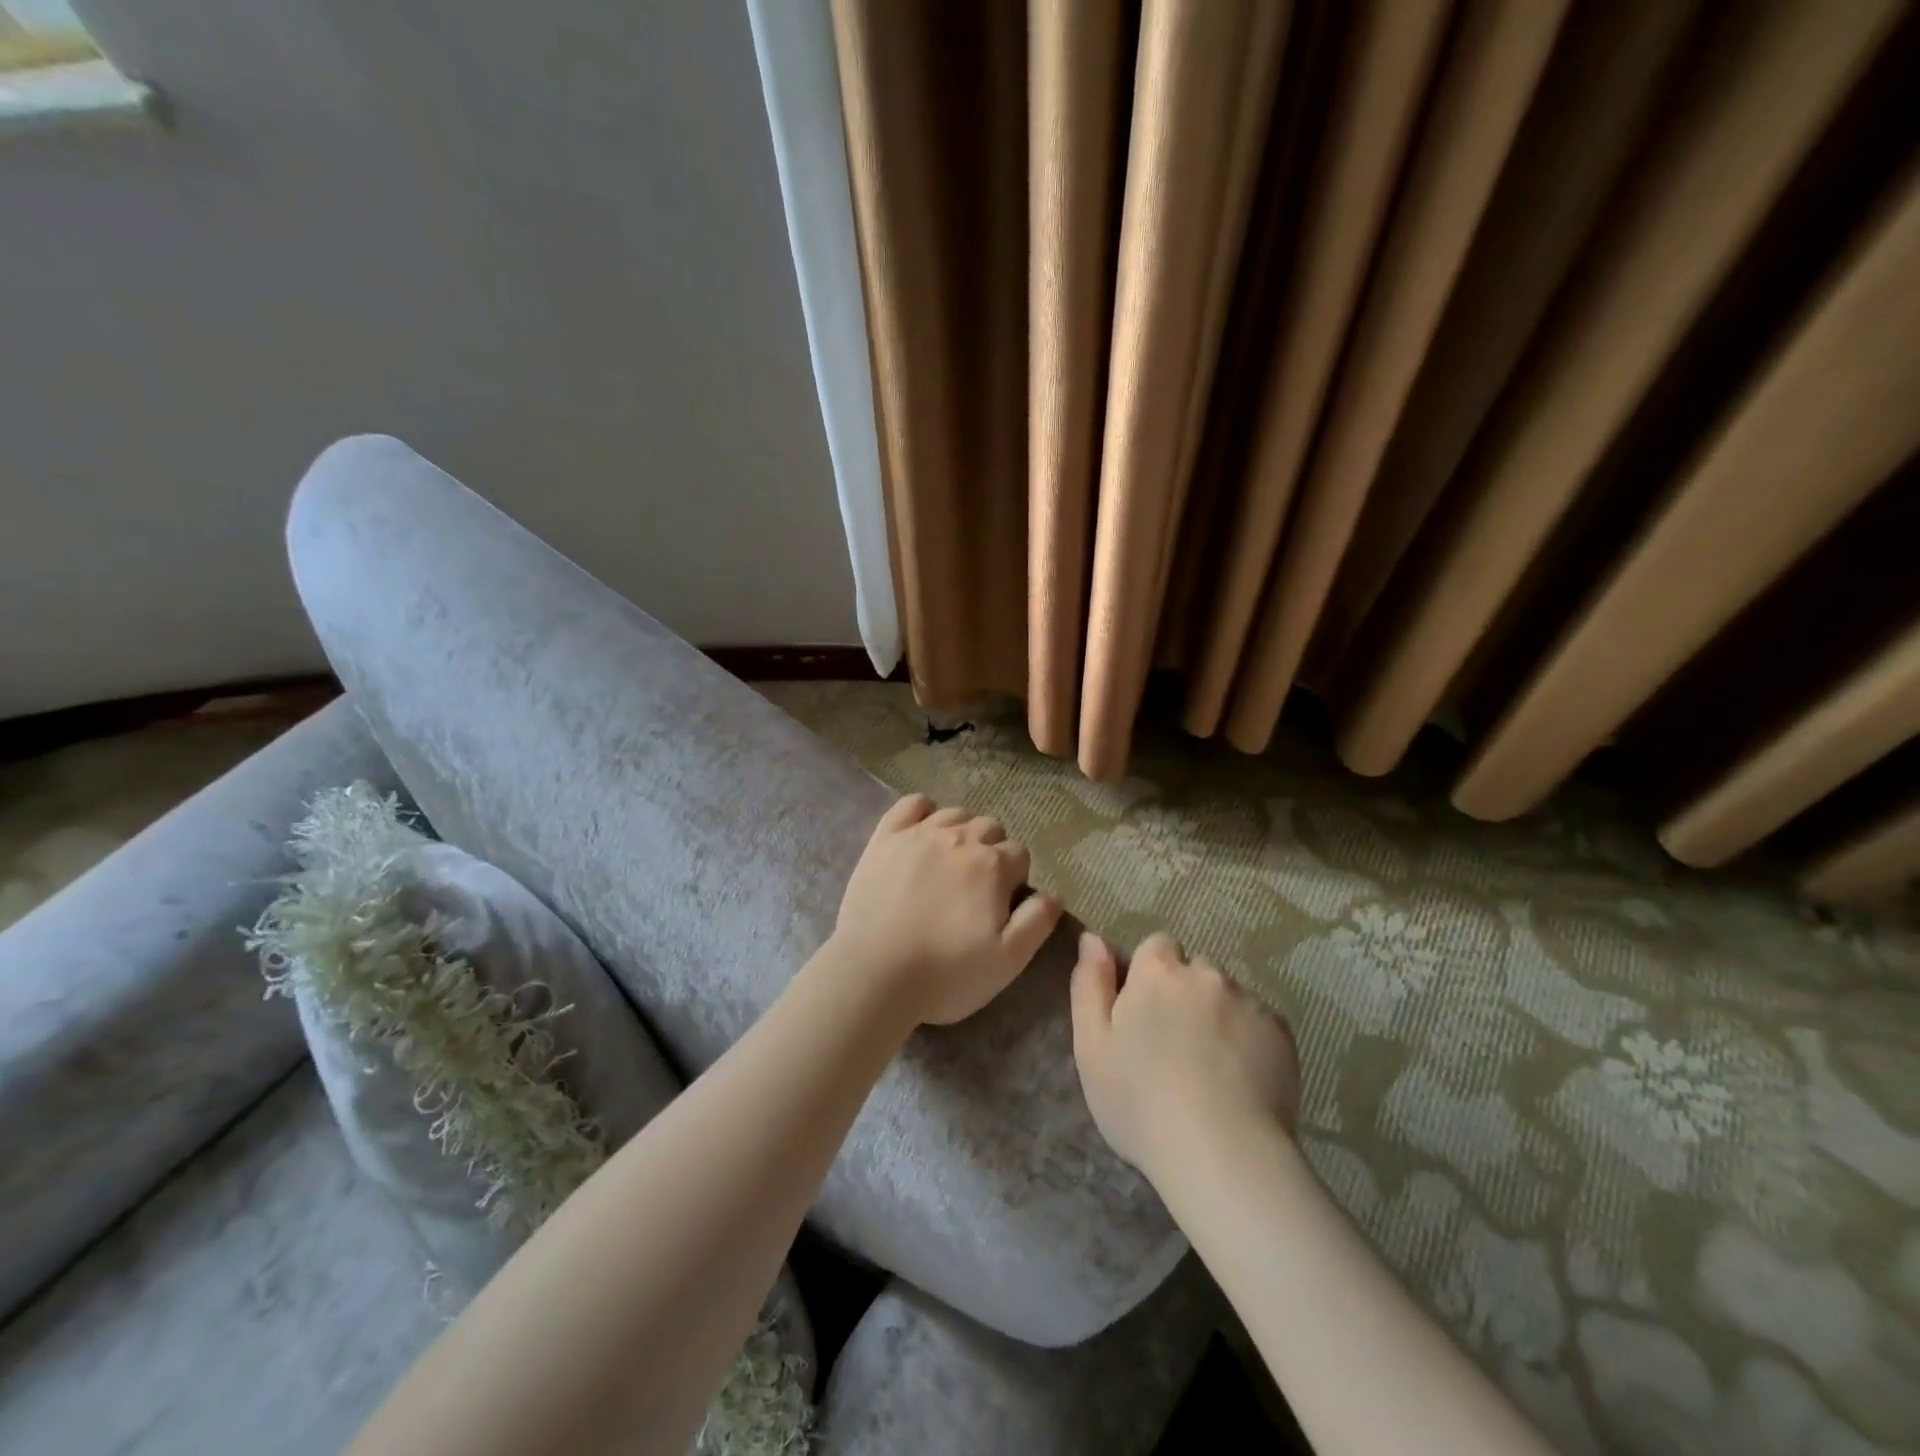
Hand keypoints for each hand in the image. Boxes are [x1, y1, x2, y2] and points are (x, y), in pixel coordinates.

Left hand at [831, 794, 1063, 1027]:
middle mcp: (959, 838)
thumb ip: (1037, 922)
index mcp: (993, 865)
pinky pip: (910, 804)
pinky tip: (922, 831)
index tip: (1001, 905)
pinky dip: (923, 810)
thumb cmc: (946, 973)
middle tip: (976, 888)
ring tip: (950, 863)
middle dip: (992, 851)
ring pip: (955, 814)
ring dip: (961, 832)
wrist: (872, 975)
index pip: (1020, 854)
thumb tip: (1055, 894)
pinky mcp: (885, 838)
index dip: (1015, 879)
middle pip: (990, 828)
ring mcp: (919, 834)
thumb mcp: (1008, 961)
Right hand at [1070, 931, 1298, 1185]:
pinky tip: (1240, 1081)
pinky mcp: (1281, 1033)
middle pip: (1194, 970)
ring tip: (1211, 1069)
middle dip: (1185, 995)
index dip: (1149, 976)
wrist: (1222, 1155)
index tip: (1144, 1014)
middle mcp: (1205, 973)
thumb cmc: (1141, 1101)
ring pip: (1228, 996)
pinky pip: (1259, 1023)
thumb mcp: (1091, 1046)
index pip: (1155, 947)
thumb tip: (1093, 938)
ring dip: (1217, 1016)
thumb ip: (1089, 984)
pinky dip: (1249, 1040)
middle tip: (1175, 1046)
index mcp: (1156, 972)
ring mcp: (1248, 1001)